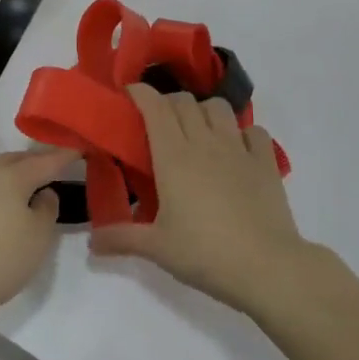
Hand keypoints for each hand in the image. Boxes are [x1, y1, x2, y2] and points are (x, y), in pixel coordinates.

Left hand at [0, 149, 70, 322]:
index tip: (83, 148)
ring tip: (43, 182)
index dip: (66, 155)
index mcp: (14, 174)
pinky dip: (12, 187)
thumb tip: (43, 193)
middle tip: (62, 163)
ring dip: (25, 172)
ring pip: (6, 171)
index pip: (47, 160)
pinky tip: (19, 201)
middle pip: (22, 159)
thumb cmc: (2, 255)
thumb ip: (48, 208)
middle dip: (42, 159)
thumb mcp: (39, 234)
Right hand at [90, 87, 305, 313]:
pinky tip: (237, 149)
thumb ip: (121, 238)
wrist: (267, 266)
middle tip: (158, 122)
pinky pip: (253, 130)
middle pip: (184, 101)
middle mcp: (204, 142)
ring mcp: (238, 149)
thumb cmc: (205, 253)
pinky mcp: (266, 162)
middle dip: (167, 102)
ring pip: (218, 107)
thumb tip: (91, 242)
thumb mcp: (157, 248)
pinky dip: (242, 132)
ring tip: (197, 131)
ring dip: (203, 111)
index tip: (129, 93)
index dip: (141, 93)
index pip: (155, 106)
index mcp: (173, 156)